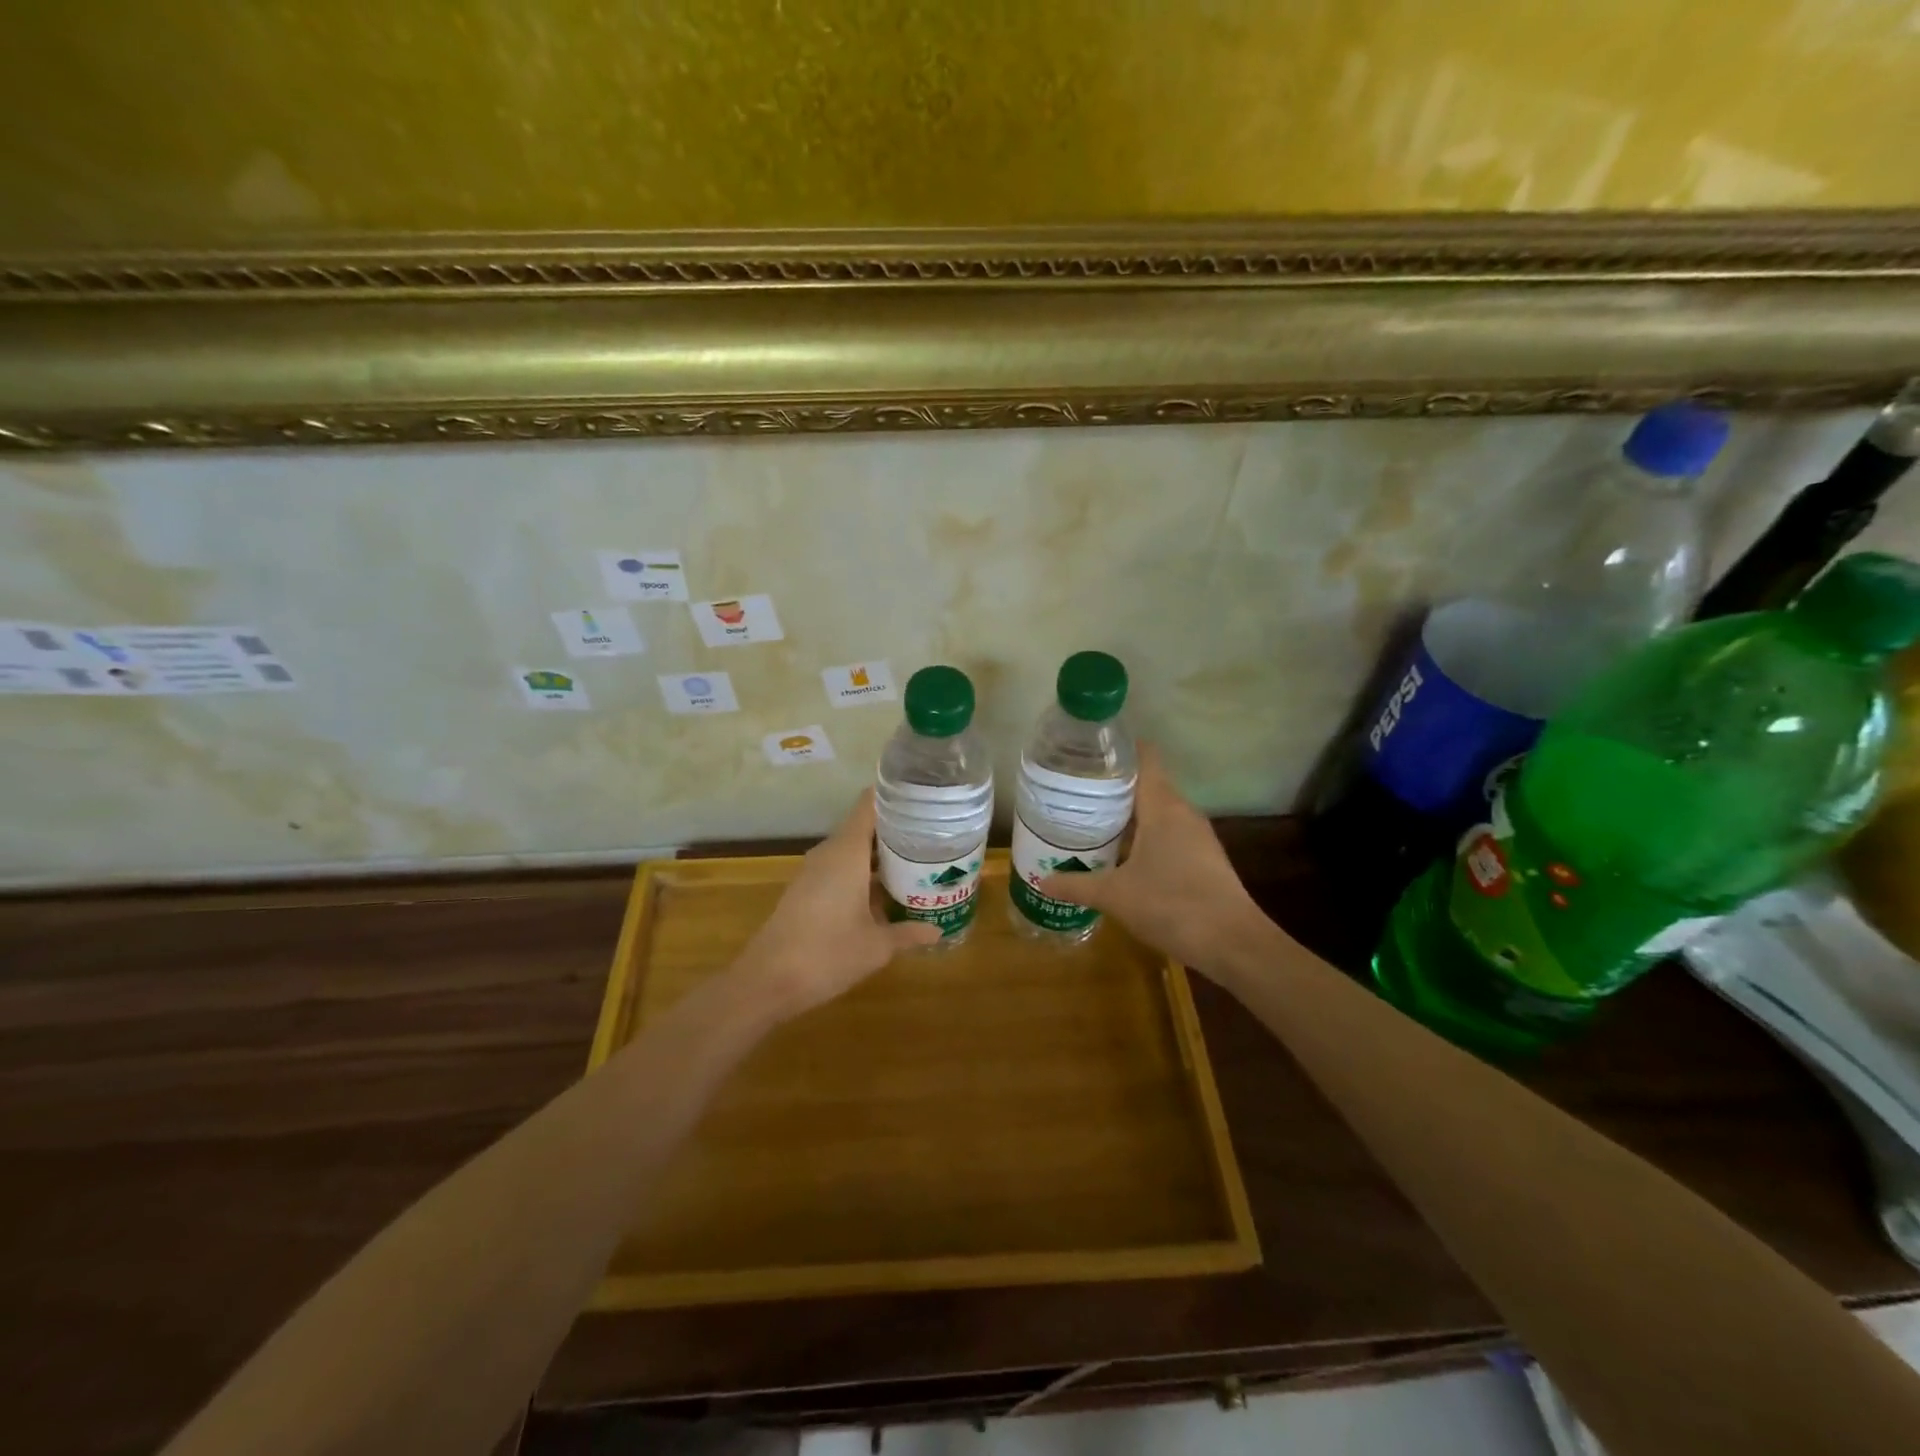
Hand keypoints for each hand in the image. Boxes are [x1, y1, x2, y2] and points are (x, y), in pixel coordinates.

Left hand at [733, 789, 940, 1018]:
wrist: (767, 982)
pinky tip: (887, 891)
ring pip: (853, 849)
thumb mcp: (877, 947)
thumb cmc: (827, 954)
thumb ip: (908, 933)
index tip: (926, 799)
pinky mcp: (807, 890)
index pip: (870, 804)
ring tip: (919, 862)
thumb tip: (936, 930)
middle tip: (935, 836)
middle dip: (898, 830)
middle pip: (866, 826)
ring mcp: (815, 871)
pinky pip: (841, 868)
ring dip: (882, 855)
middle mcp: (830, 853)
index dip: (896, 796)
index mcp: (847, 852)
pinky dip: (865, 872)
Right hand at [1037, 745, 1271, 977]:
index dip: (1118, 749)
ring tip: (1091, 819)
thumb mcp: (1114, 896)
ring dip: (1128, 814)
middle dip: (1112, 786)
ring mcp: (1197, 836)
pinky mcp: (1203, 858)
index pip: (1144, 758)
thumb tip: (1041, 881)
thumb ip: (1076, 884)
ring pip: (1157, 812)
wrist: (1232, 943)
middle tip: (1074, 790)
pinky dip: (1144, 836)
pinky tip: (1121, 854)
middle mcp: (1183, 812)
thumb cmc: (1171, 905)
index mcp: (1163, 806)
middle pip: (1147, 784)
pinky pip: (1168, 834)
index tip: (1087, 751)